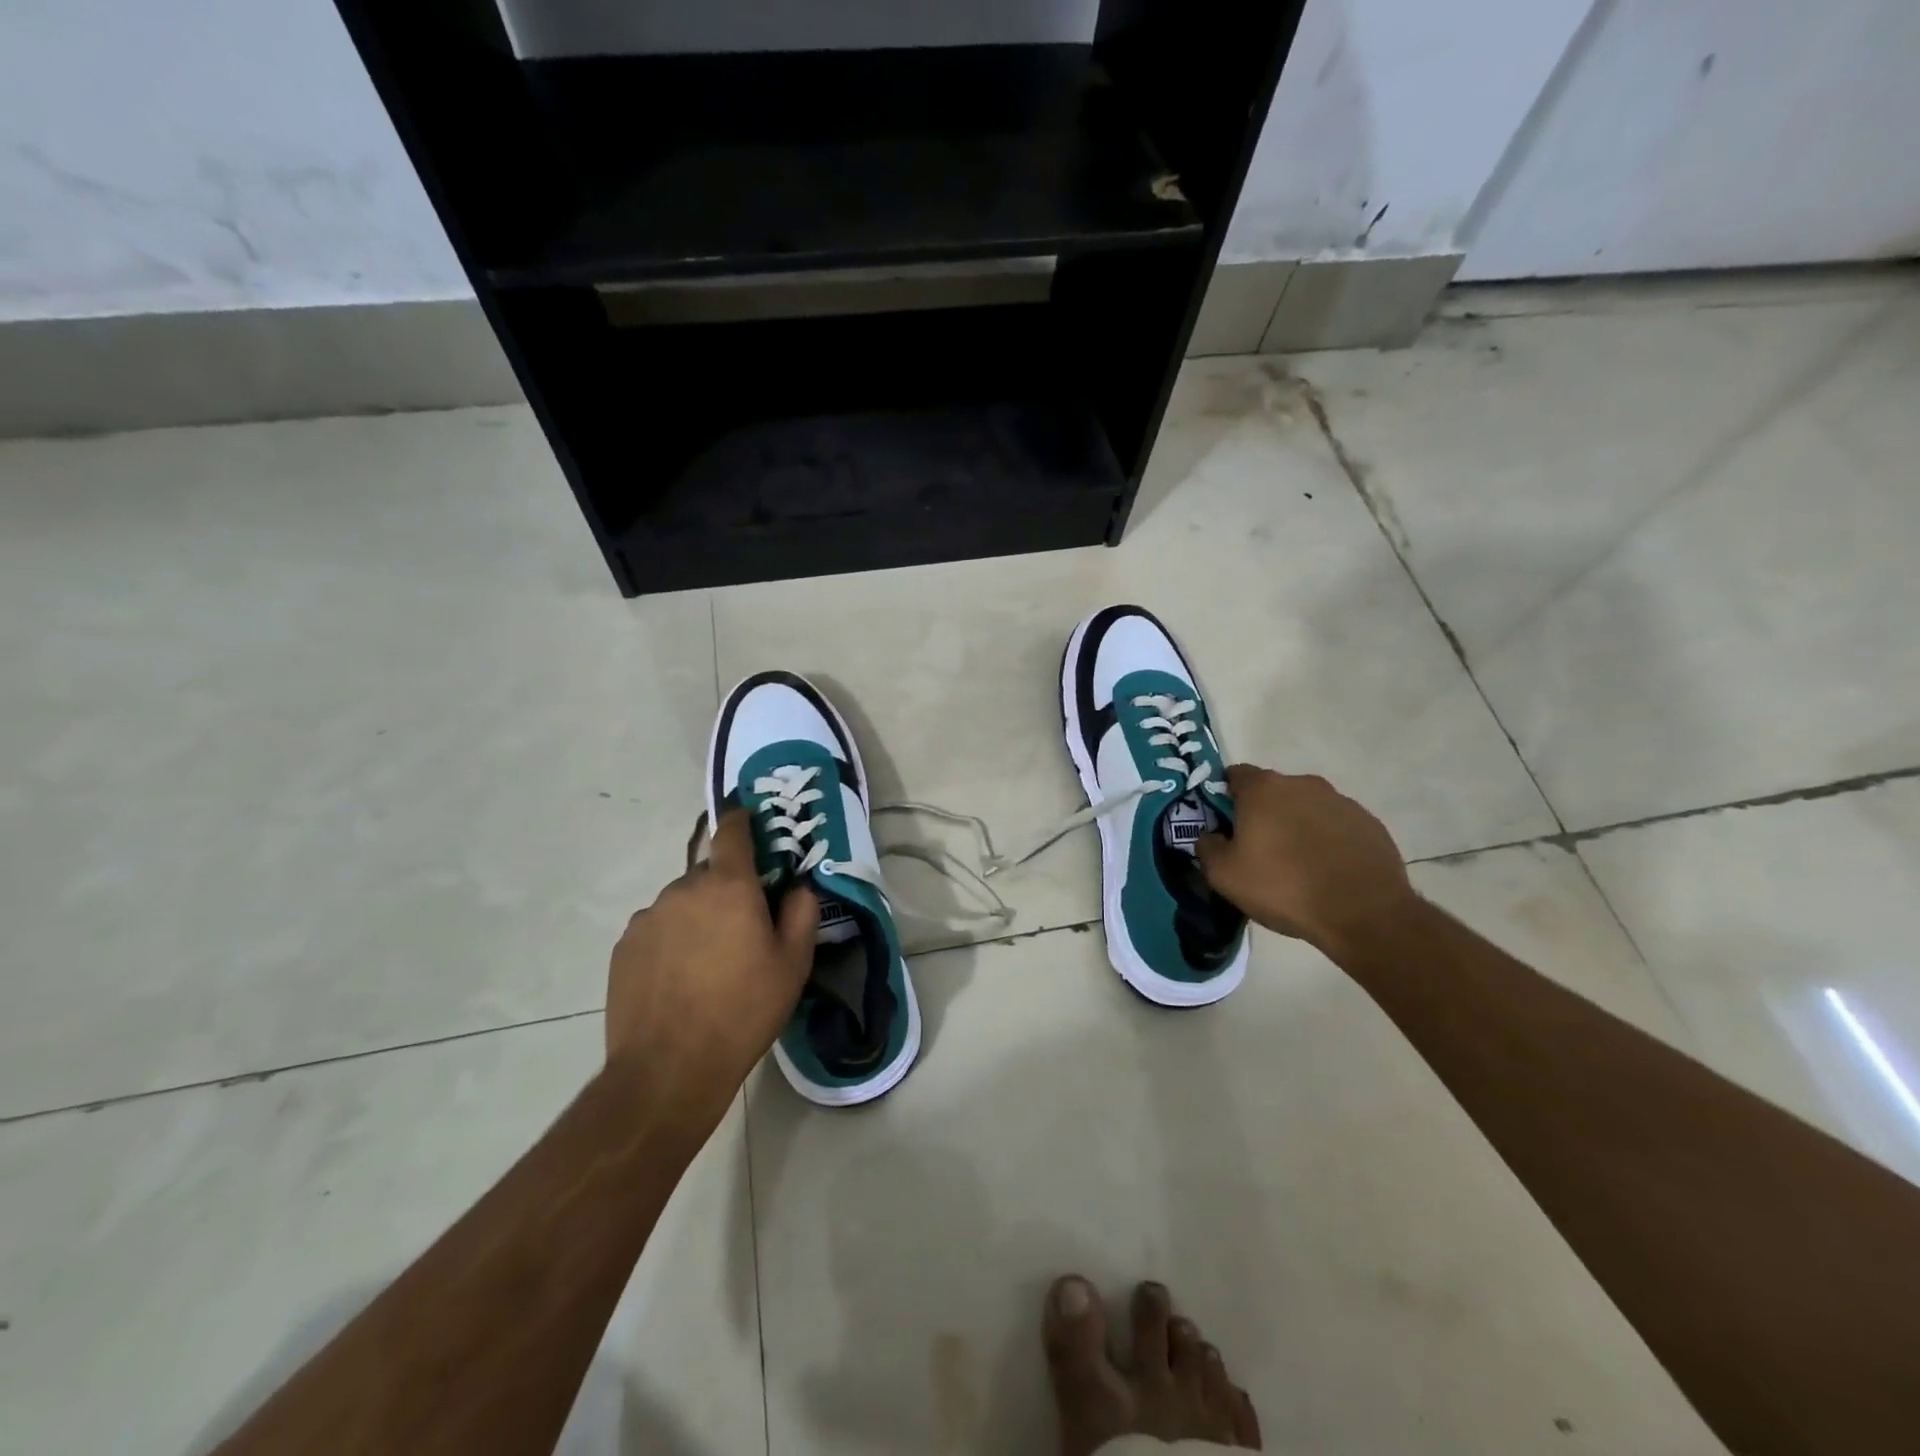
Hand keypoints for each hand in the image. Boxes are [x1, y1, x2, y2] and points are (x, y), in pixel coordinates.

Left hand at [604, 810, 817, 1129]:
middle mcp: (684, 889)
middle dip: (727, 891)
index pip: (733, 832)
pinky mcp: (625, 946)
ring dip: (698, 918)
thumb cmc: (743, 1011)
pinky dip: (671, 941)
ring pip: (682, 903)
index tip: (749, 820)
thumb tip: (799, 887)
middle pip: (710, 875)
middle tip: (742, 931)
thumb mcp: (793, 965)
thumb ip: (802, 913)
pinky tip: (679, 980)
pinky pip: (657, 929)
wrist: (668, 1068)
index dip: (742, 820)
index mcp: (729, 886)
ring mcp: (649, 917)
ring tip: (707, 965)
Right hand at [1196, 765, 1418, 961]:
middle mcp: (1302, 784)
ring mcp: (1340, 801)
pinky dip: (1328, 840)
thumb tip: (1210, 836)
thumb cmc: (1284, 887)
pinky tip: (1327, 871)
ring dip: (1297, 825)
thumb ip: (1207, 847)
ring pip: (1306, 807)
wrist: (1364, 913)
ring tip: (1296, 864)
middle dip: (1262, 812)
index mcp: (1263, 789)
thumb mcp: (1224, 875)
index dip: (1225, 796)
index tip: (1224, 823)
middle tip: (1258, 848)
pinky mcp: (1369, 823)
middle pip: (1272, 791)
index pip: (1234, 775)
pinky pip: (1337, 825)